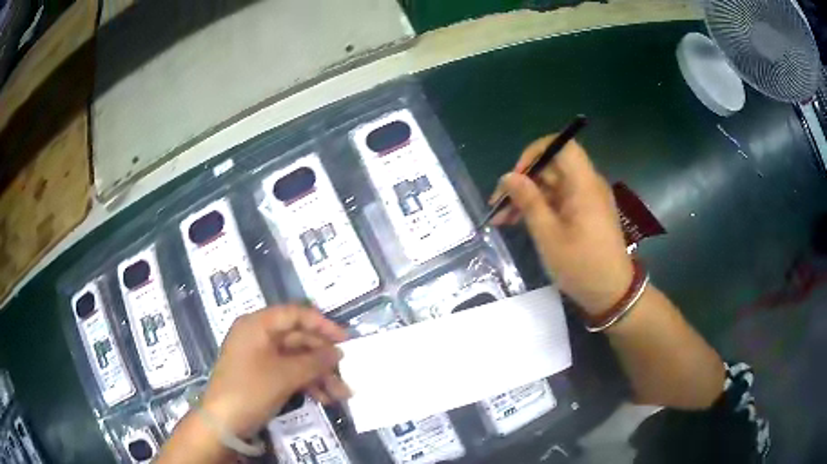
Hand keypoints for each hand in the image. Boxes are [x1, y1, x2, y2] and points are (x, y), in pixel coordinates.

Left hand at [199, 306, 349, 437]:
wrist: (223, 422)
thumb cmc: (251, 389)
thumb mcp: (285, 375)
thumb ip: (315, 361)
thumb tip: (338, 352)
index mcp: (258, 325)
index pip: (295, 314)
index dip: (322, 325)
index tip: (345, 340)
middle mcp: (259, 336)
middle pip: (299, 339)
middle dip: (324, 359)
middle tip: (347, 373)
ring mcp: (261, 357)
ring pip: (297, 359)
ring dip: (320, 376)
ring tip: (341, 394)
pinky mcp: (264, 376)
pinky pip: (290, 373)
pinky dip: (307, 384)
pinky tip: (325, 399)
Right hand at [491, 135, 632, 314]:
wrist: (612, 293)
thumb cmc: (581, 266)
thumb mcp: (549, 236)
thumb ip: (528, 202)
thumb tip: (508, 176)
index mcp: (584, 184)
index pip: (561, 145)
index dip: (535, 153)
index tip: (515, 177)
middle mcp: (588, 184)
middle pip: (553, 166)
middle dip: (524, 181)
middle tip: (499, 205)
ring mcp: (588, 199)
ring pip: (553, 185)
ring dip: (528, 197)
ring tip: (503, 219)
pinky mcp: (586, 212)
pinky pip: (560, 199)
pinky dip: (540, 207)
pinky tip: (520, 222)